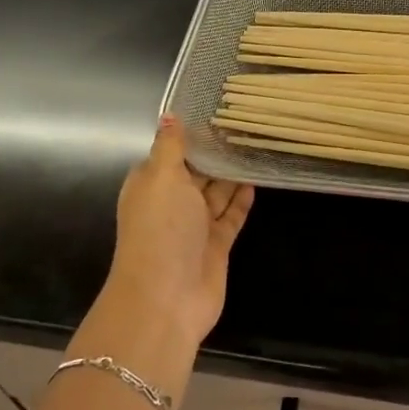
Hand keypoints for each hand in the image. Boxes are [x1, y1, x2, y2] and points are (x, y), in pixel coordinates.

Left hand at [104, 115, 253, 347]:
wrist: (166, 298)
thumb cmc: (160, 229)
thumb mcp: (162, 178)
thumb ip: (170, 146)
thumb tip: (169, 116)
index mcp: (151, 185)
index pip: (170, 153)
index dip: (190, 134)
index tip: (215, 110)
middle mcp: (171, 203)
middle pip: (196, 172)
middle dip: (215, 152)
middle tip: (246, 123)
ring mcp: (194, 227)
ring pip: (216, 193)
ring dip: (232, 173)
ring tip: (257, 145)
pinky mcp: (217, 245)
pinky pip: (232, 216)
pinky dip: (242, 199)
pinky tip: (257, 178)